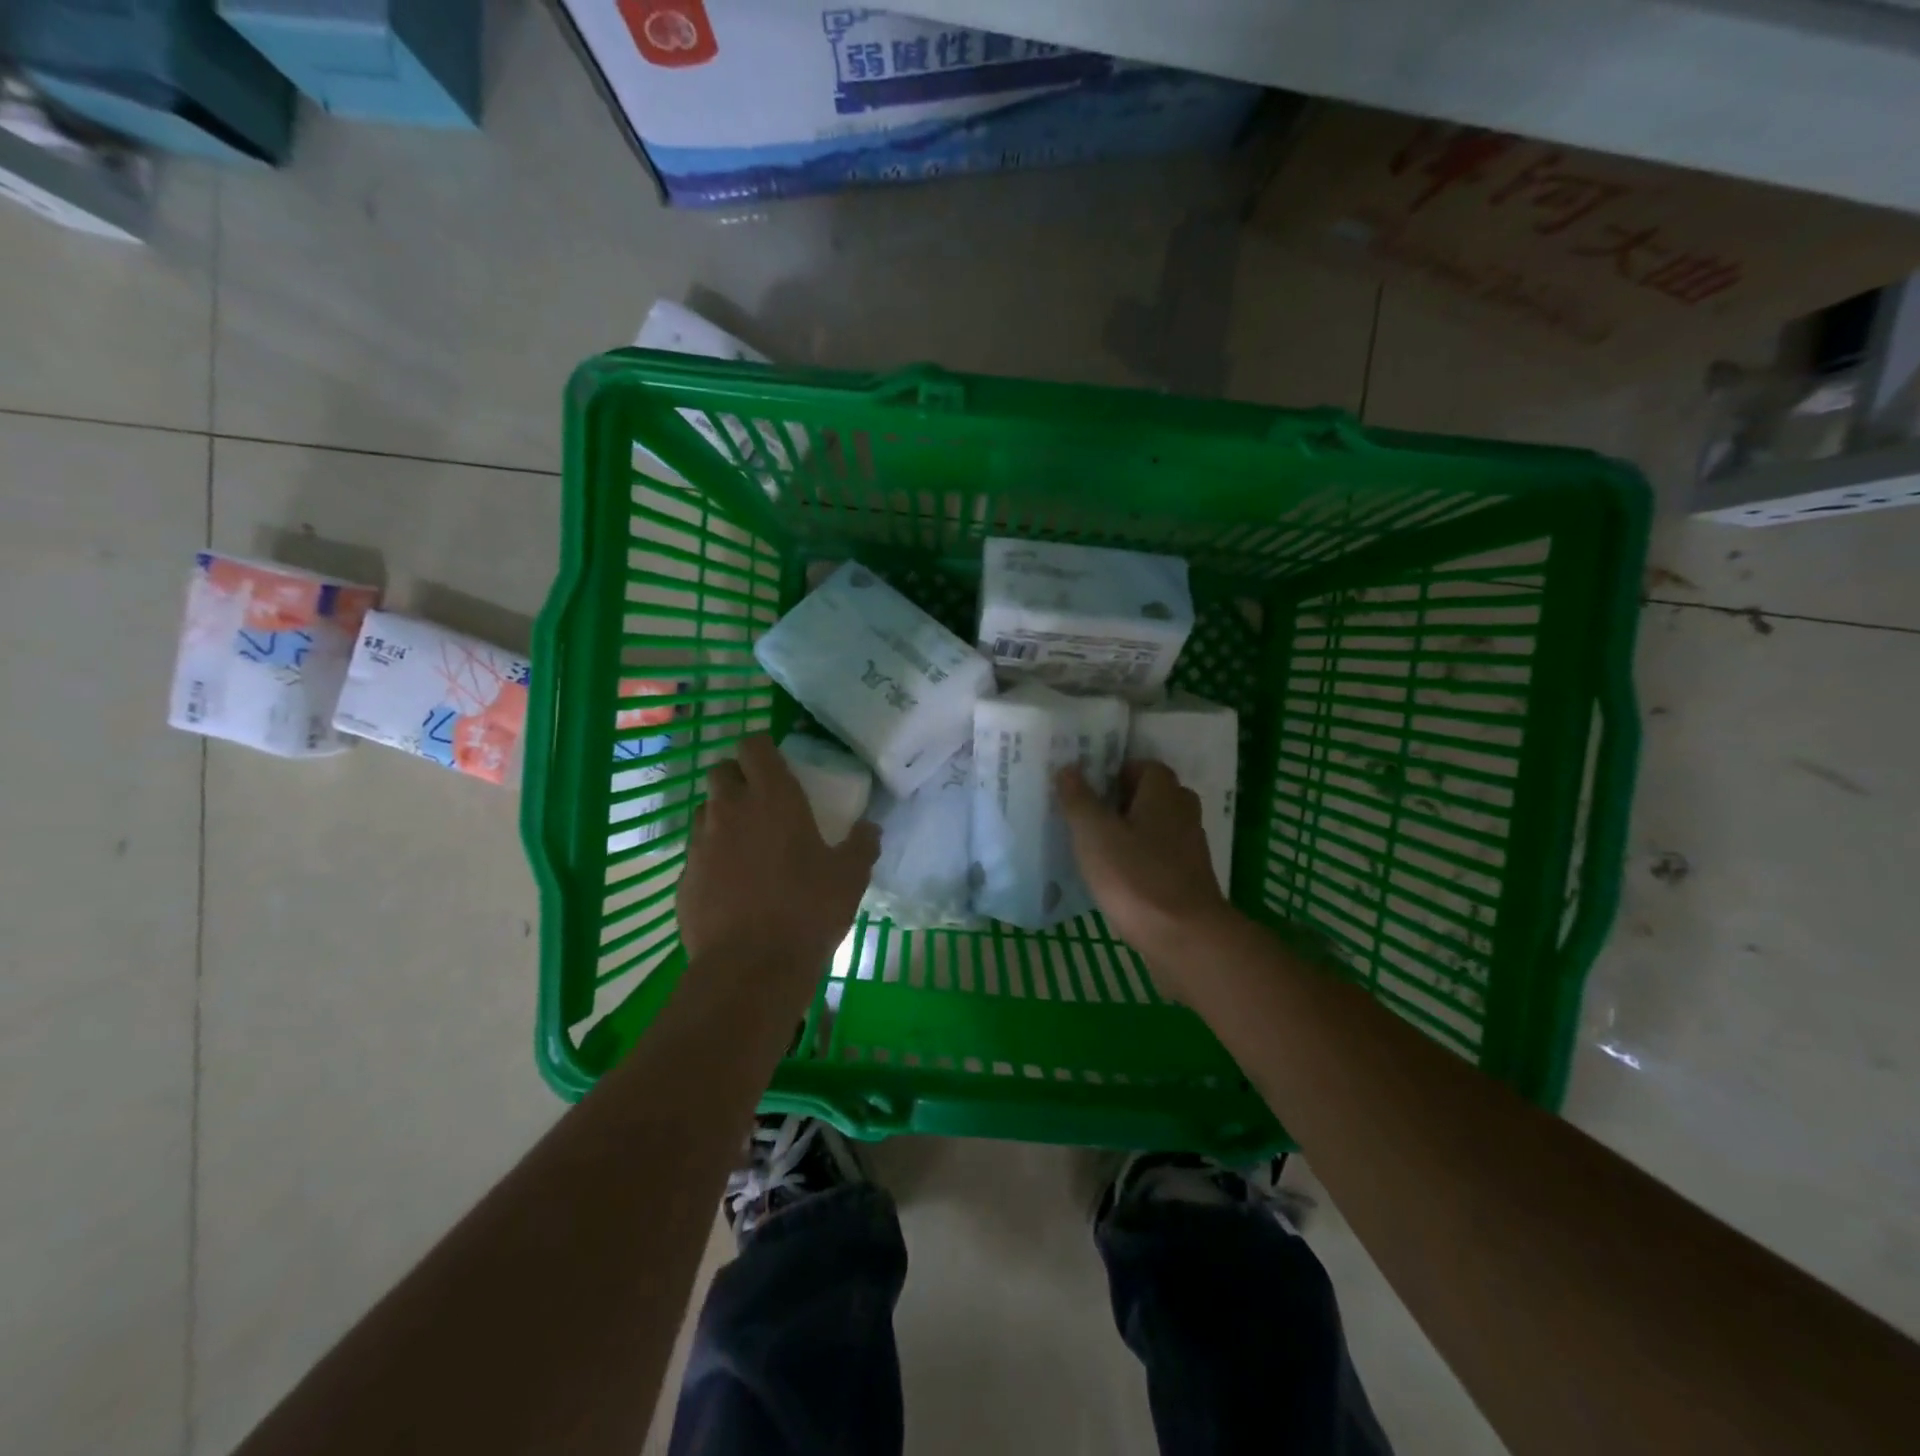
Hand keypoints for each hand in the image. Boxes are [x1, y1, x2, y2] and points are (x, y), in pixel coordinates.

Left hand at [677, 735, 879, 982]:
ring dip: (722, 816)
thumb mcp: (851, 876)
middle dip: (737, 777)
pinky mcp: (684, 878)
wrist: (751, 967)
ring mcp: (701, 843)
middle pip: (721, 771)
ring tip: (746, 843)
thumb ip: (862, 844)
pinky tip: (732, 884)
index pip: (754, 746)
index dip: (762, 748)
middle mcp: (730, 810)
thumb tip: (870, 828)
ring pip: (704, 811)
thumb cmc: (808, 909)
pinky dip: (712, 857)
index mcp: (773, 798)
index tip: (776, 762)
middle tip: (761, 800)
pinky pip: (696, 853)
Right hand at [1056, 760, 1234, 982]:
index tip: (1089, 785)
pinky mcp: (1187, 882)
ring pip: (1158, 829)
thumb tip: (1068, 768)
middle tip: (1089, 813)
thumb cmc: (1136, 876)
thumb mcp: (1095, 834)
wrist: (1184, 939)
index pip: (1145, 766)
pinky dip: (1141, 861)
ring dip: (1132, 833)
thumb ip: (1079, 799)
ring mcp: (1190, 851)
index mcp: (1164, 795)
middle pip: (1154, 797)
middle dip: (1123, 801)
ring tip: (1096, 846)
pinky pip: (1161, 859)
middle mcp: (1183, 815)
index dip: (1118, 771)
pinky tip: (1115, 878)